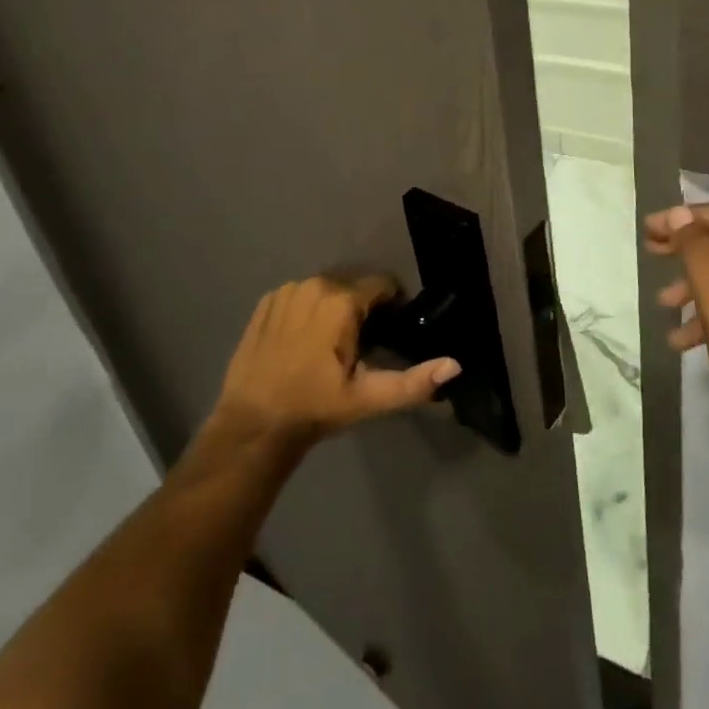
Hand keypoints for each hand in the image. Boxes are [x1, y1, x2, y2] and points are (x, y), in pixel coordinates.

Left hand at [210, 276, 460, 452]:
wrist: (253, 424)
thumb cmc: (315, 408)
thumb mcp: (368, 398)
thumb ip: (413, 382)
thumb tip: (455, 365)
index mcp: (342, 300)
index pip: (382, 285)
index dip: (390, 308)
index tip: (386, 335)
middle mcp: (315, 284)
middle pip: (353, 288)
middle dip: (361, 311)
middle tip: (357, 349)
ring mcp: (287, 290)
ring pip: (325, 290)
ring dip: (333, 309)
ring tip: (328, 347)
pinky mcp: (266, 301)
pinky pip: (299, 296)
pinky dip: (306, 311)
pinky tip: (301, 343)